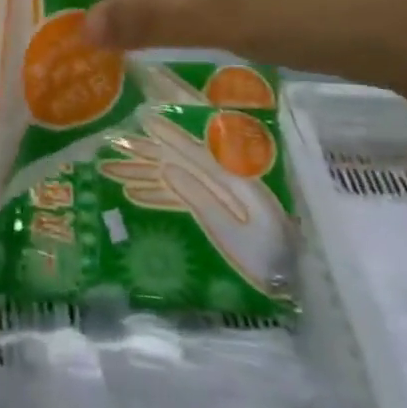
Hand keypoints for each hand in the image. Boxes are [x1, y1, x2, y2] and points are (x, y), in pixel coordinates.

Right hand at [99, 109, 294, 297]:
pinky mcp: (217, 215)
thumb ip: (201, 198)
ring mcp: (220, 198)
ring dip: (146, 173)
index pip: (195, 149)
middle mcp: (225, 182)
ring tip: (113, 169)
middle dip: (147, 152)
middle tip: (114, 143)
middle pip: (180, 160)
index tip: (142, 120)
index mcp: (234, 179)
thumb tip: (167, 168)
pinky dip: (159, 195)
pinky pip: (182, 198)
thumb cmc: (265, 260)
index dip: (168, 133)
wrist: (292, 287)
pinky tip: (135, 195)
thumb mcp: (233, 232)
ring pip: (176, 177)